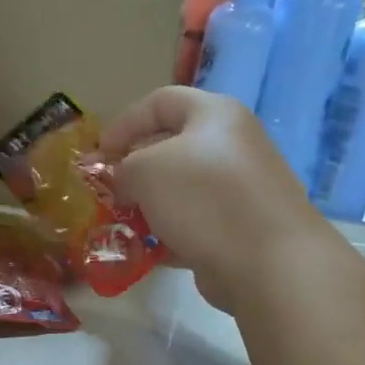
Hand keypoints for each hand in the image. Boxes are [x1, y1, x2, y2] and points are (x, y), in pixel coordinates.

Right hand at [101, 87, 321, 312]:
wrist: (267, 261)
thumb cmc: (203, 198)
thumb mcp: (146, 170)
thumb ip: (123, 168)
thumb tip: (123, 182)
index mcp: (215, 115)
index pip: (160, 102)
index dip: (123, 124)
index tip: (98, 155)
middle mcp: (231, 145)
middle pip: (170, 147)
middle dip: (133, 169)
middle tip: (107, 192)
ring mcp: (239, 189)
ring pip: (180, 190)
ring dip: (148, 206)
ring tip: (122, 224)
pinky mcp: (239, 227)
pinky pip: (193, 223)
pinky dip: (168, 234)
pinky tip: (146, 251)